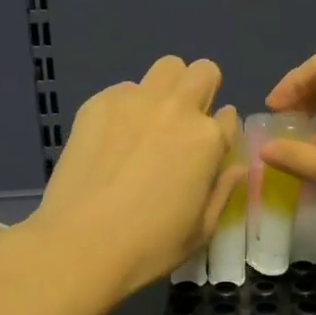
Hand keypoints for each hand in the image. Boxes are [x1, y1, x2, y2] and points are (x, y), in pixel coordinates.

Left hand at [24, 56, 241, 299]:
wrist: (80, 244)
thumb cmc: (149, 246)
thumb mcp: (201, 229)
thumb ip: (223, 189)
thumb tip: (235, 165)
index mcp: (208, 139)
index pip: (229, 117)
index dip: (221, 133)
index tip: (208, 151)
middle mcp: (177, 108)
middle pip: (202, 72)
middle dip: (200, 92)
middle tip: (183, 126)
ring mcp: (135, 101)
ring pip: (166, 68)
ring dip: (167, 89)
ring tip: (149, 124)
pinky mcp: (99, 103)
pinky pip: (125, 89)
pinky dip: (127, 105)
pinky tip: (112, 139)